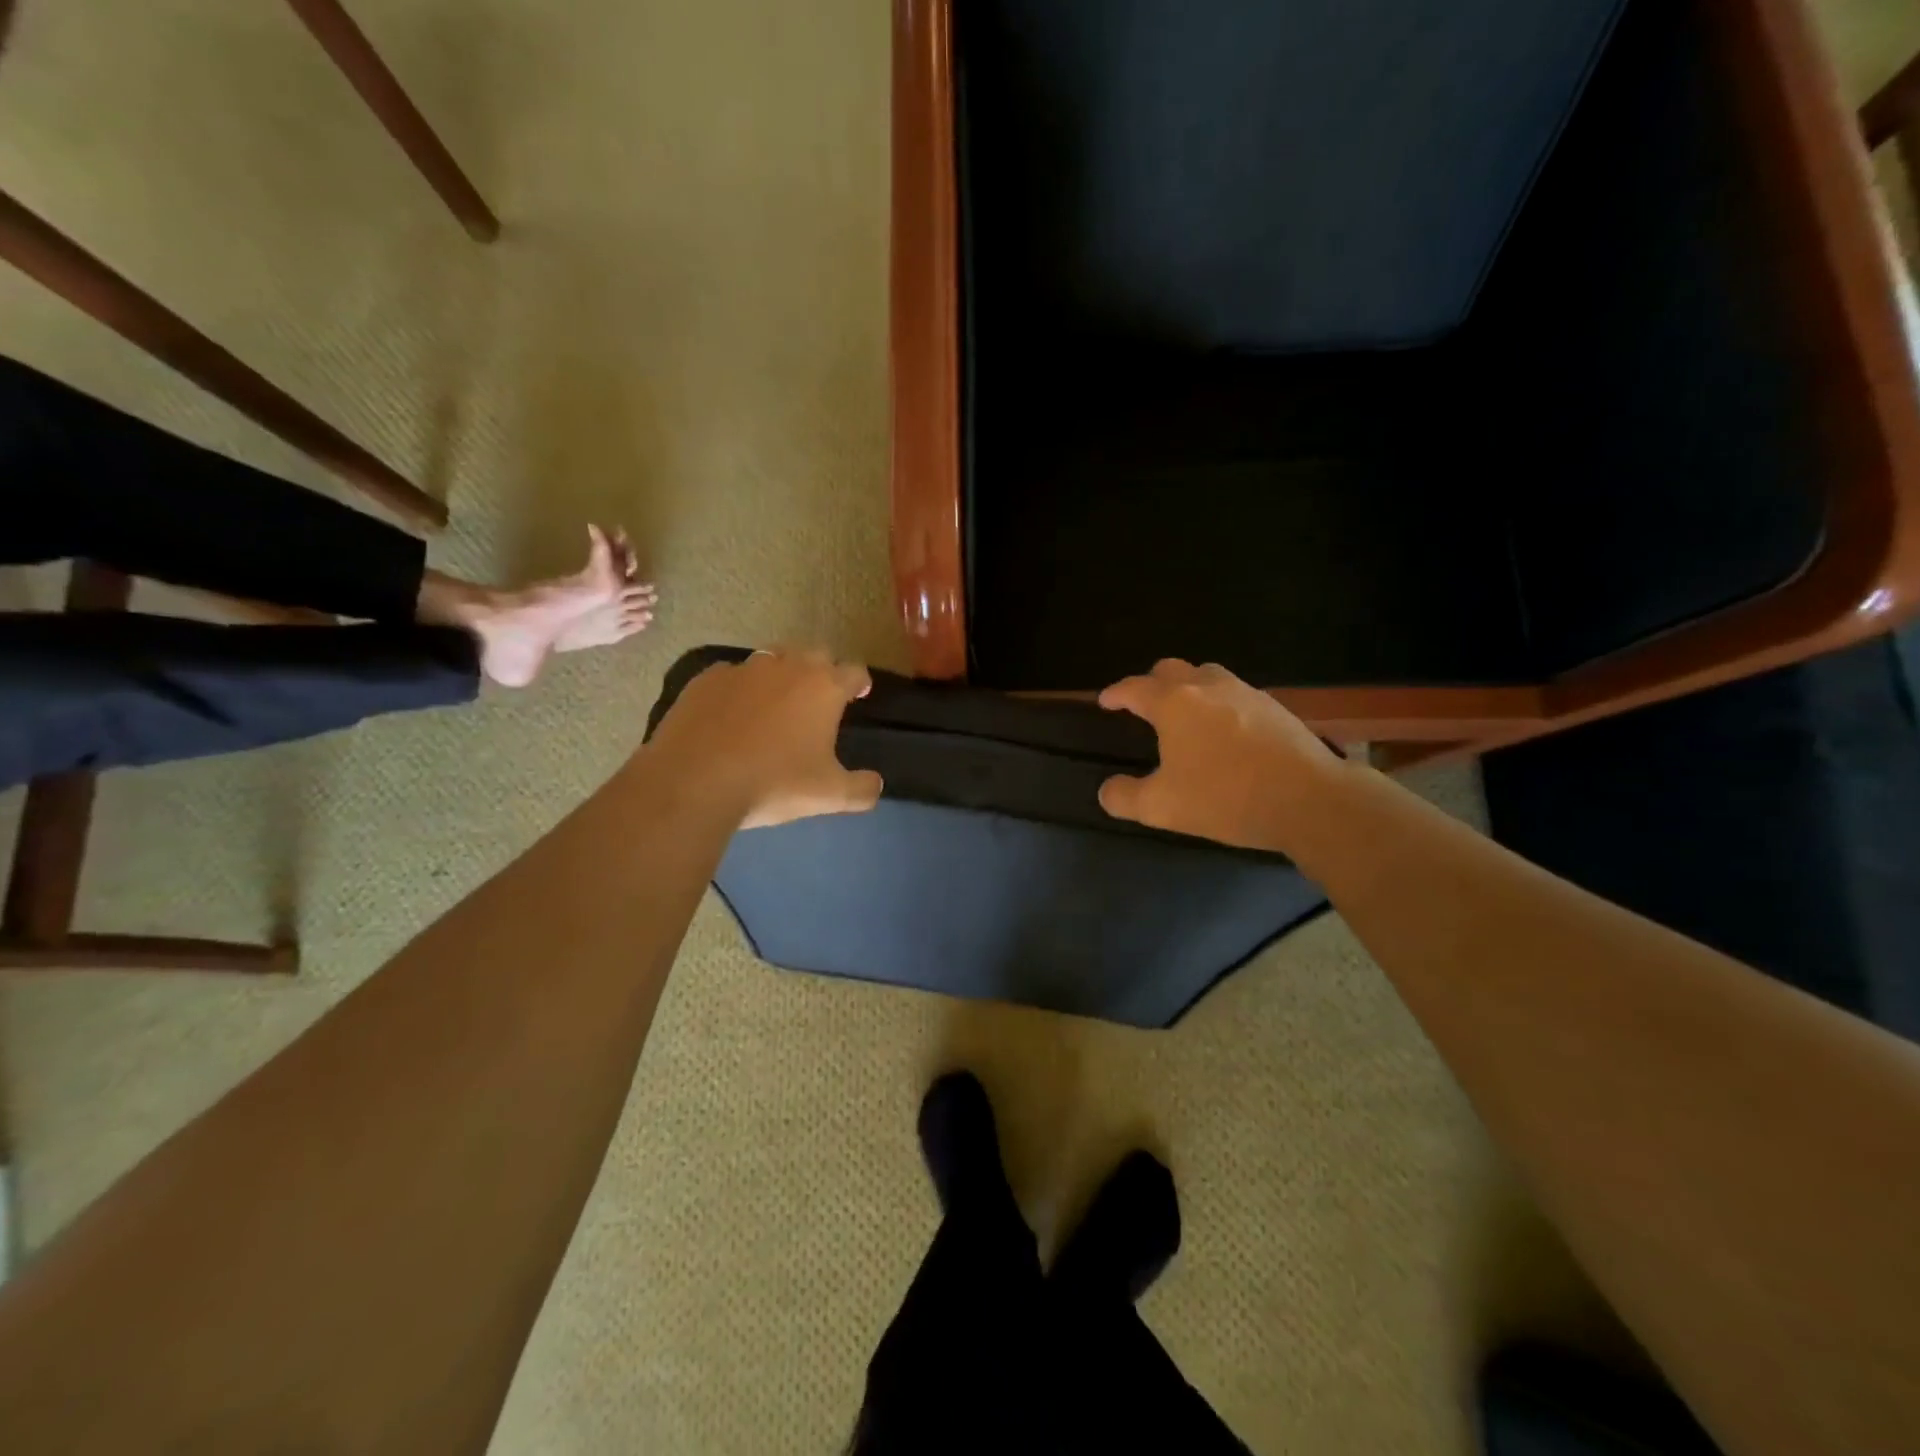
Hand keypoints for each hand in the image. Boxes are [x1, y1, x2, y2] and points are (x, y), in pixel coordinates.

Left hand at [647, 647, 883, 828]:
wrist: (694, 781)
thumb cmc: (774, 783)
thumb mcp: (829, 796)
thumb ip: (861, 789)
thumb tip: (875, 783)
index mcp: (824, 687)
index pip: (854, 671)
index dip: (860, 682)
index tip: (860, 693)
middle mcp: (787, 667)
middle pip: (815, 654)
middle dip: (822, 671)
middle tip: (819, 699)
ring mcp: (744, 669)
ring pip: (772, 659)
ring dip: (781, 675)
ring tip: (775, 704)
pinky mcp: (706, 679)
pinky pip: (732, 676)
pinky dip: (739, 690)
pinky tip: (731, 716)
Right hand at [1097, 659, 1346, 853]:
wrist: (1309, 799)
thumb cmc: (1225, 797)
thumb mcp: (1162, 807)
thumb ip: (1125, 797)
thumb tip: (1107, 790)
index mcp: (1174, 703)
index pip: (1134, 688)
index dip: (1115, 694)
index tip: (1105, 701)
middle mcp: (1208, 687)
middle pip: (1171, 670)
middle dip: (1151, 683)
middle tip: (1143, 706)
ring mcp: (1246, 693)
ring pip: (1208, 676)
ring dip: (1189, 689)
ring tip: (1185, 716)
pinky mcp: (1276, 708)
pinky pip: (1236, 695)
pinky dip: (1220, 705)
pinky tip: (1226, 733)